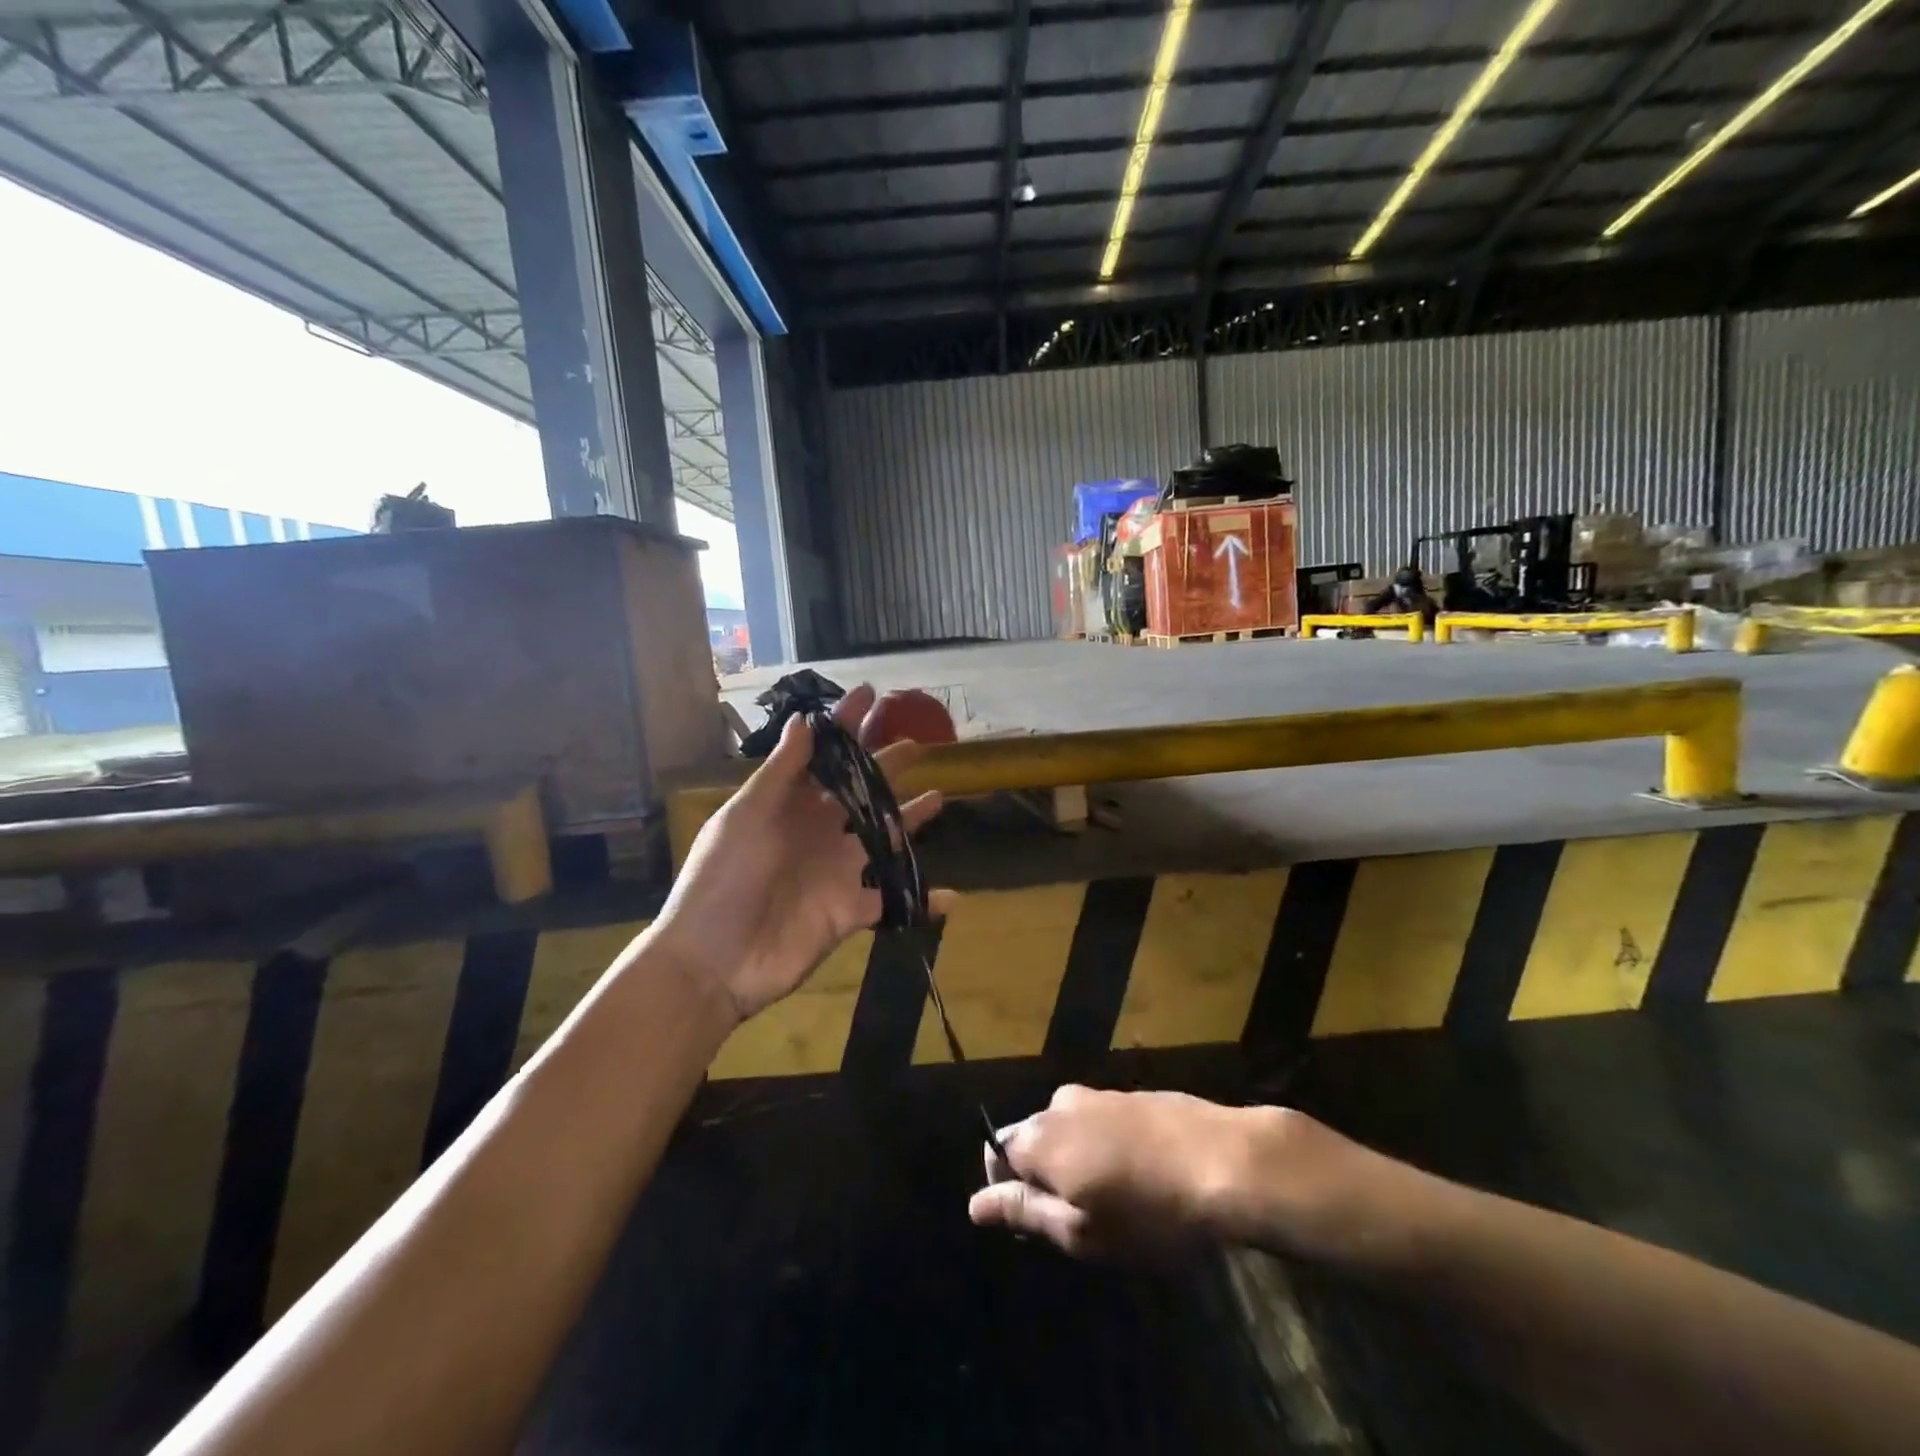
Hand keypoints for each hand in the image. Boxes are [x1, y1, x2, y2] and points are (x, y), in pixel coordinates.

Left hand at [651, 684, 943, 1023]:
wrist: (713, 962)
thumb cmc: (722, 880)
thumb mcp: (745, 817)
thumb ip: (780, 772)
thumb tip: (804, 719)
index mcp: (789, 805)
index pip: (823, 755)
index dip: (845, 724)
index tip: (870, 693)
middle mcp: (817, 832)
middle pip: (861, 791)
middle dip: (886, 766)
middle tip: (915, 742)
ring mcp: (836, 871)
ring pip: (883, 839)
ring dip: (910, 820)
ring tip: (939, 797)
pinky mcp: (850, 911)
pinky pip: (892, 902)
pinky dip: (921, 900)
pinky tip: (952, 895)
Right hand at [968, 1086, 1375, 1262]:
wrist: (1227, 1161)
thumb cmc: (1150, 1212)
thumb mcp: (1082, 1232)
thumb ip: (1024, 1212)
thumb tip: (974, 1205)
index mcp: (1040, 1137)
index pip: (995, 1153)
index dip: (1006, 1190)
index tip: (1041, 1224)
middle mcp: (1060, 1104)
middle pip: (1031, 1138)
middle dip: (1045, 1176)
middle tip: (1084, 1219)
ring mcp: (1099, 1094)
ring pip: (1068, 1129)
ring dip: (1078, 1162)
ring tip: (1117, 1201)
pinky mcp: (1132, 1093)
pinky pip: (1100, 1121)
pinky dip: (1105, 1147)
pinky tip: (1141, 1175)